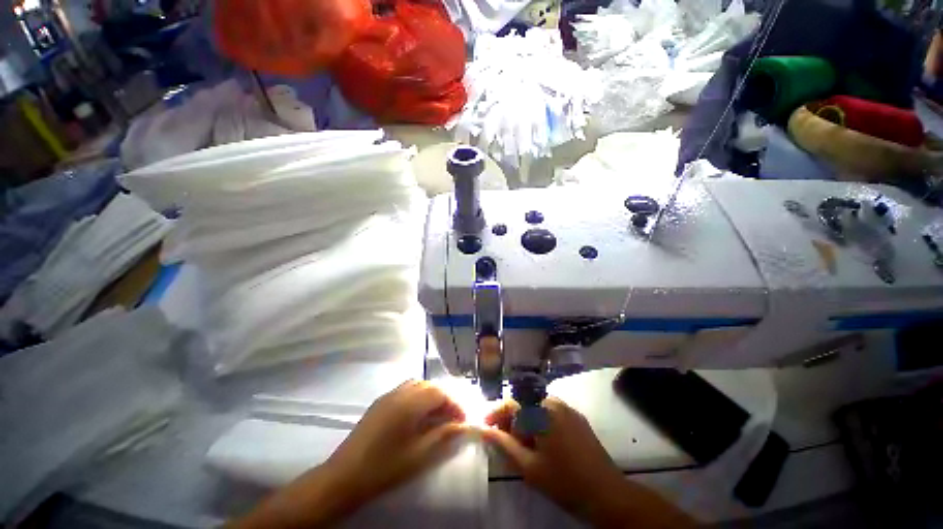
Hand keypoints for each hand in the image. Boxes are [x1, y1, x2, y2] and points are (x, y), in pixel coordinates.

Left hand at [229, 380, 468, 528]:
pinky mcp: (380, 402)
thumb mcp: (419, 455)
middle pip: (429, 386)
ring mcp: (388, 395)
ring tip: (437, 415)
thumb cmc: (384, 468)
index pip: (440, 393)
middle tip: (452, 417)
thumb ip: (443, 435)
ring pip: (417, 385)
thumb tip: (462, 425)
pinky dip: (418, 397)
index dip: (455, 404)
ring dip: (431, 395)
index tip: (463, 420)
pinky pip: (405, 390)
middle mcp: (400, 392)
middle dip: (445, 398)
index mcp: (410, 403)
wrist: (344, 477)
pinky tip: (418, 416)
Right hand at [482, 397, 694, 527]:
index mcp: (542, 411)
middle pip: (524, 403)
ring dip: (525, 420)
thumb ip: (504, 444)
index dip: (495, 413)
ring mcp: (567, 408)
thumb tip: (483, 429)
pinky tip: (541, 441)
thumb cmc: (564, 481)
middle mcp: (554, 402)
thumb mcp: (528, 467)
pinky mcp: (576, 417)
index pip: (511, 403)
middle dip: (511, 419)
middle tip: (505, 439)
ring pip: (536, 407)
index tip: (486, 426)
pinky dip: (540, 421)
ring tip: (522, 443)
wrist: (607, 494)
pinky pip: (550, 411)